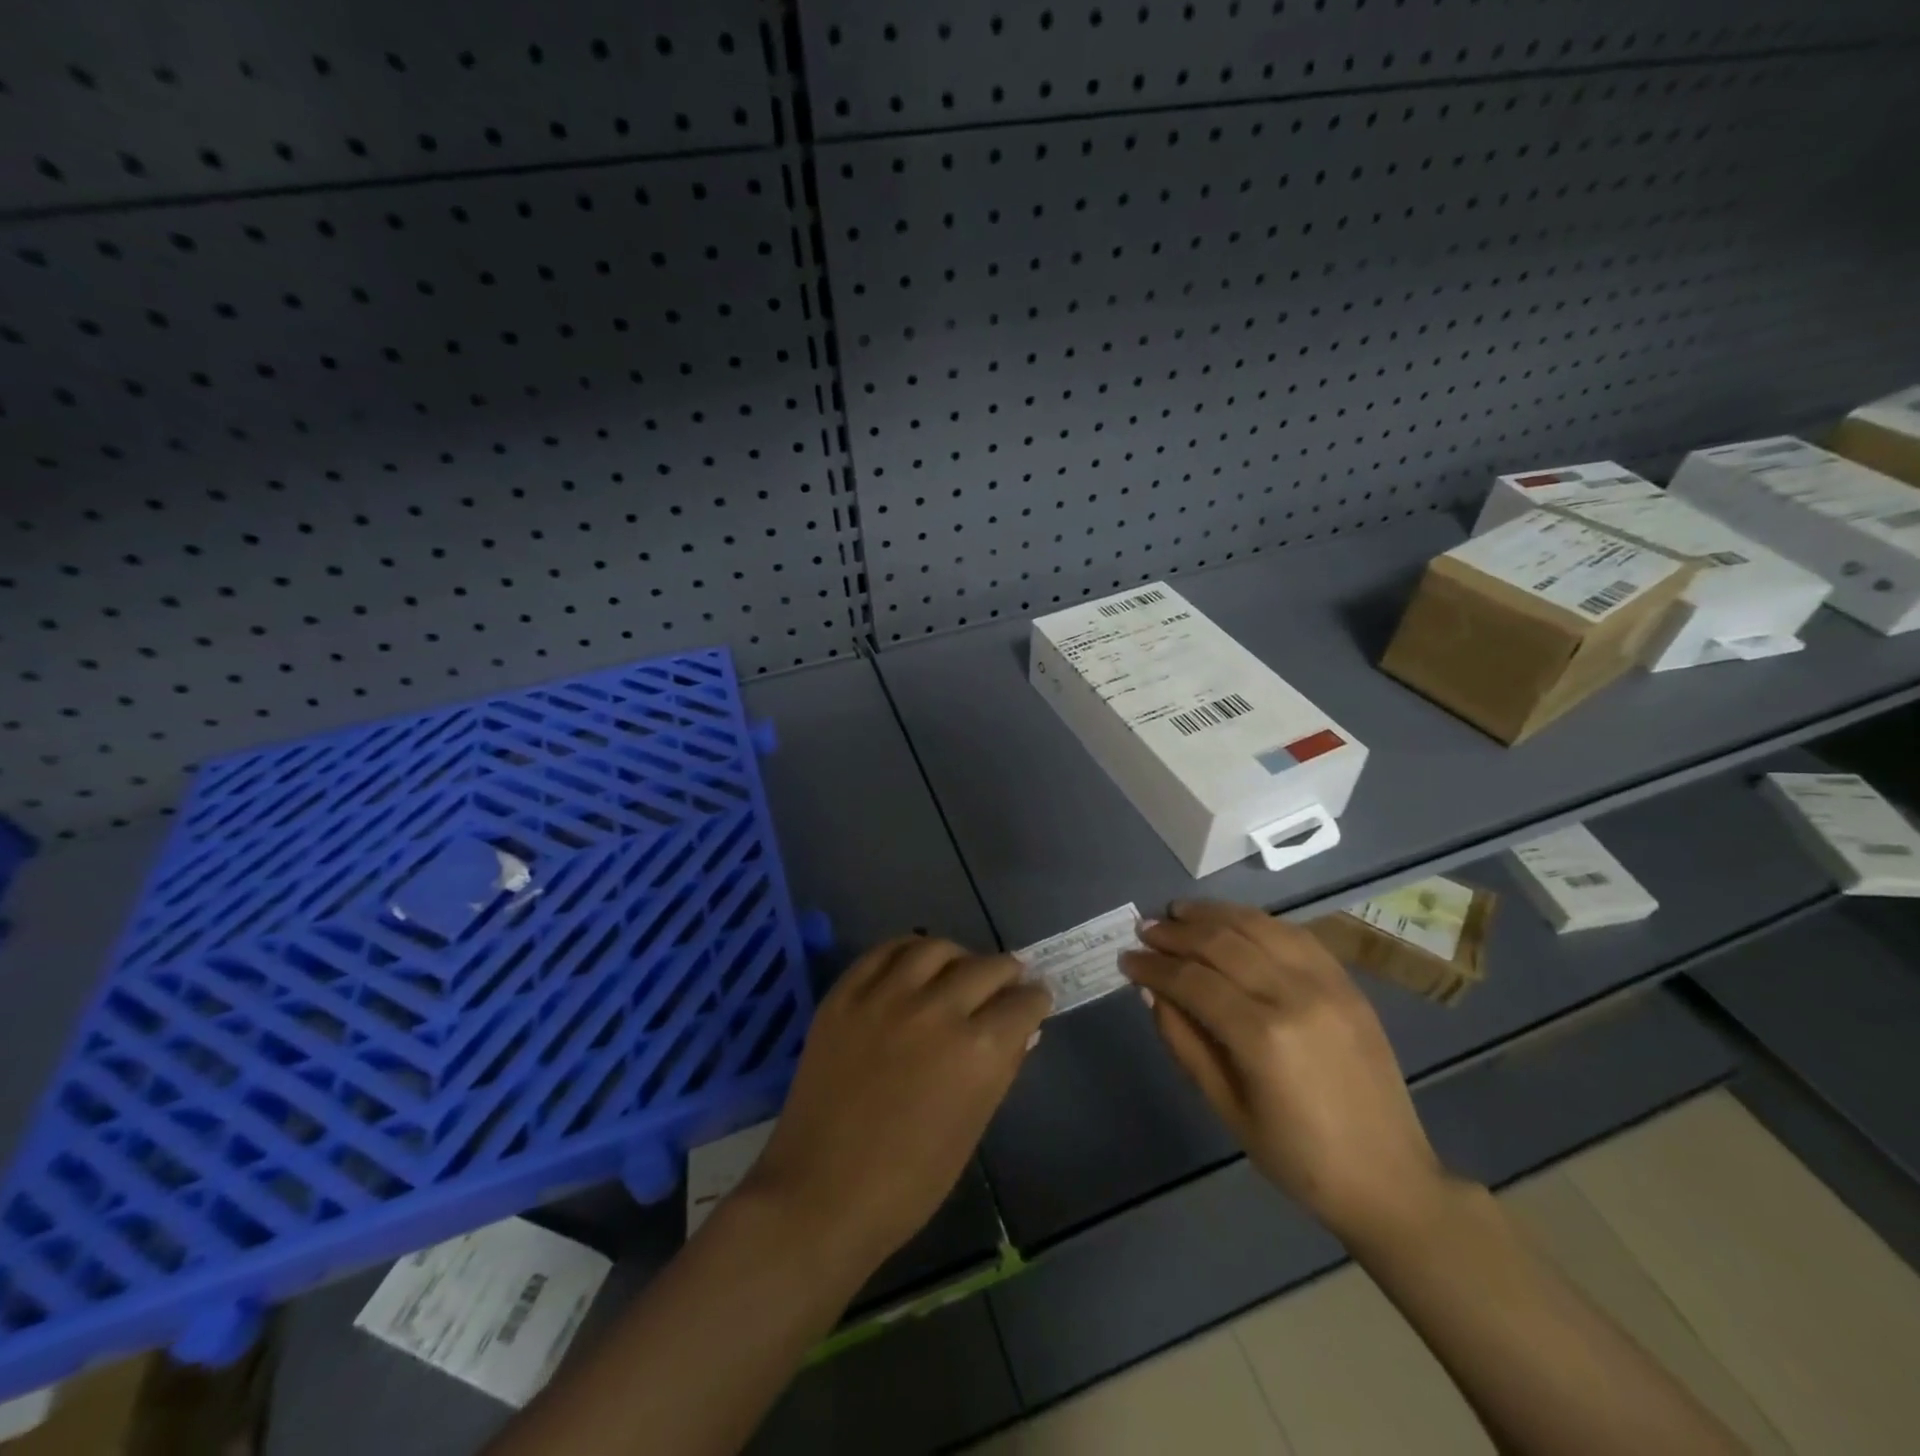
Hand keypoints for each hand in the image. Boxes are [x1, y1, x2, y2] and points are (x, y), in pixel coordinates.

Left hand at [742, 937, 1050, 1272]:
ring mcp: (885, 998)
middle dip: (1007, 972)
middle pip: (985, 967)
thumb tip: (1022, 1031)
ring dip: (957, 955)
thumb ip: (1001, 1069)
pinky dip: (906, 950)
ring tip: (958, 968)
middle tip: (1006, 981)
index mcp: (977, 1052)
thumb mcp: (972, 1127)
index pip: (1023, 1003)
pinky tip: (914, 962)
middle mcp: (936, 1011)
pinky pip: (882, 952)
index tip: (1035, 1000)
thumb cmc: (909, 1182)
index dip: (1035, 1000)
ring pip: (934, 948)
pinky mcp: (845, 996)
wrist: (821, 1194)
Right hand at [1121, 900, 1448, 1243]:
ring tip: (1179, 912)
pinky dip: (1255, 920)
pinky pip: (1293, 934)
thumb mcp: (1226, 1108)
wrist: (1389, 1178)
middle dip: (1175, 933)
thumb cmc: (1298, 1157)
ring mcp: (1326, 983)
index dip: (1153, 966)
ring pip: (1257, 926)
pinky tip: (1231, 921)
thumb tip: (1152, 992)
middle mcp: (1294, 996)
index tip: (1126, 959)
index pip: (1192, 980)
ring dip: (1212, 914)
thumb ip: (1184, 1042)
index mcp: (1262, 1037)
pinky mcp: (1347, 983)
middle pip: (1221, 943)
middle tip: (1144, 930)